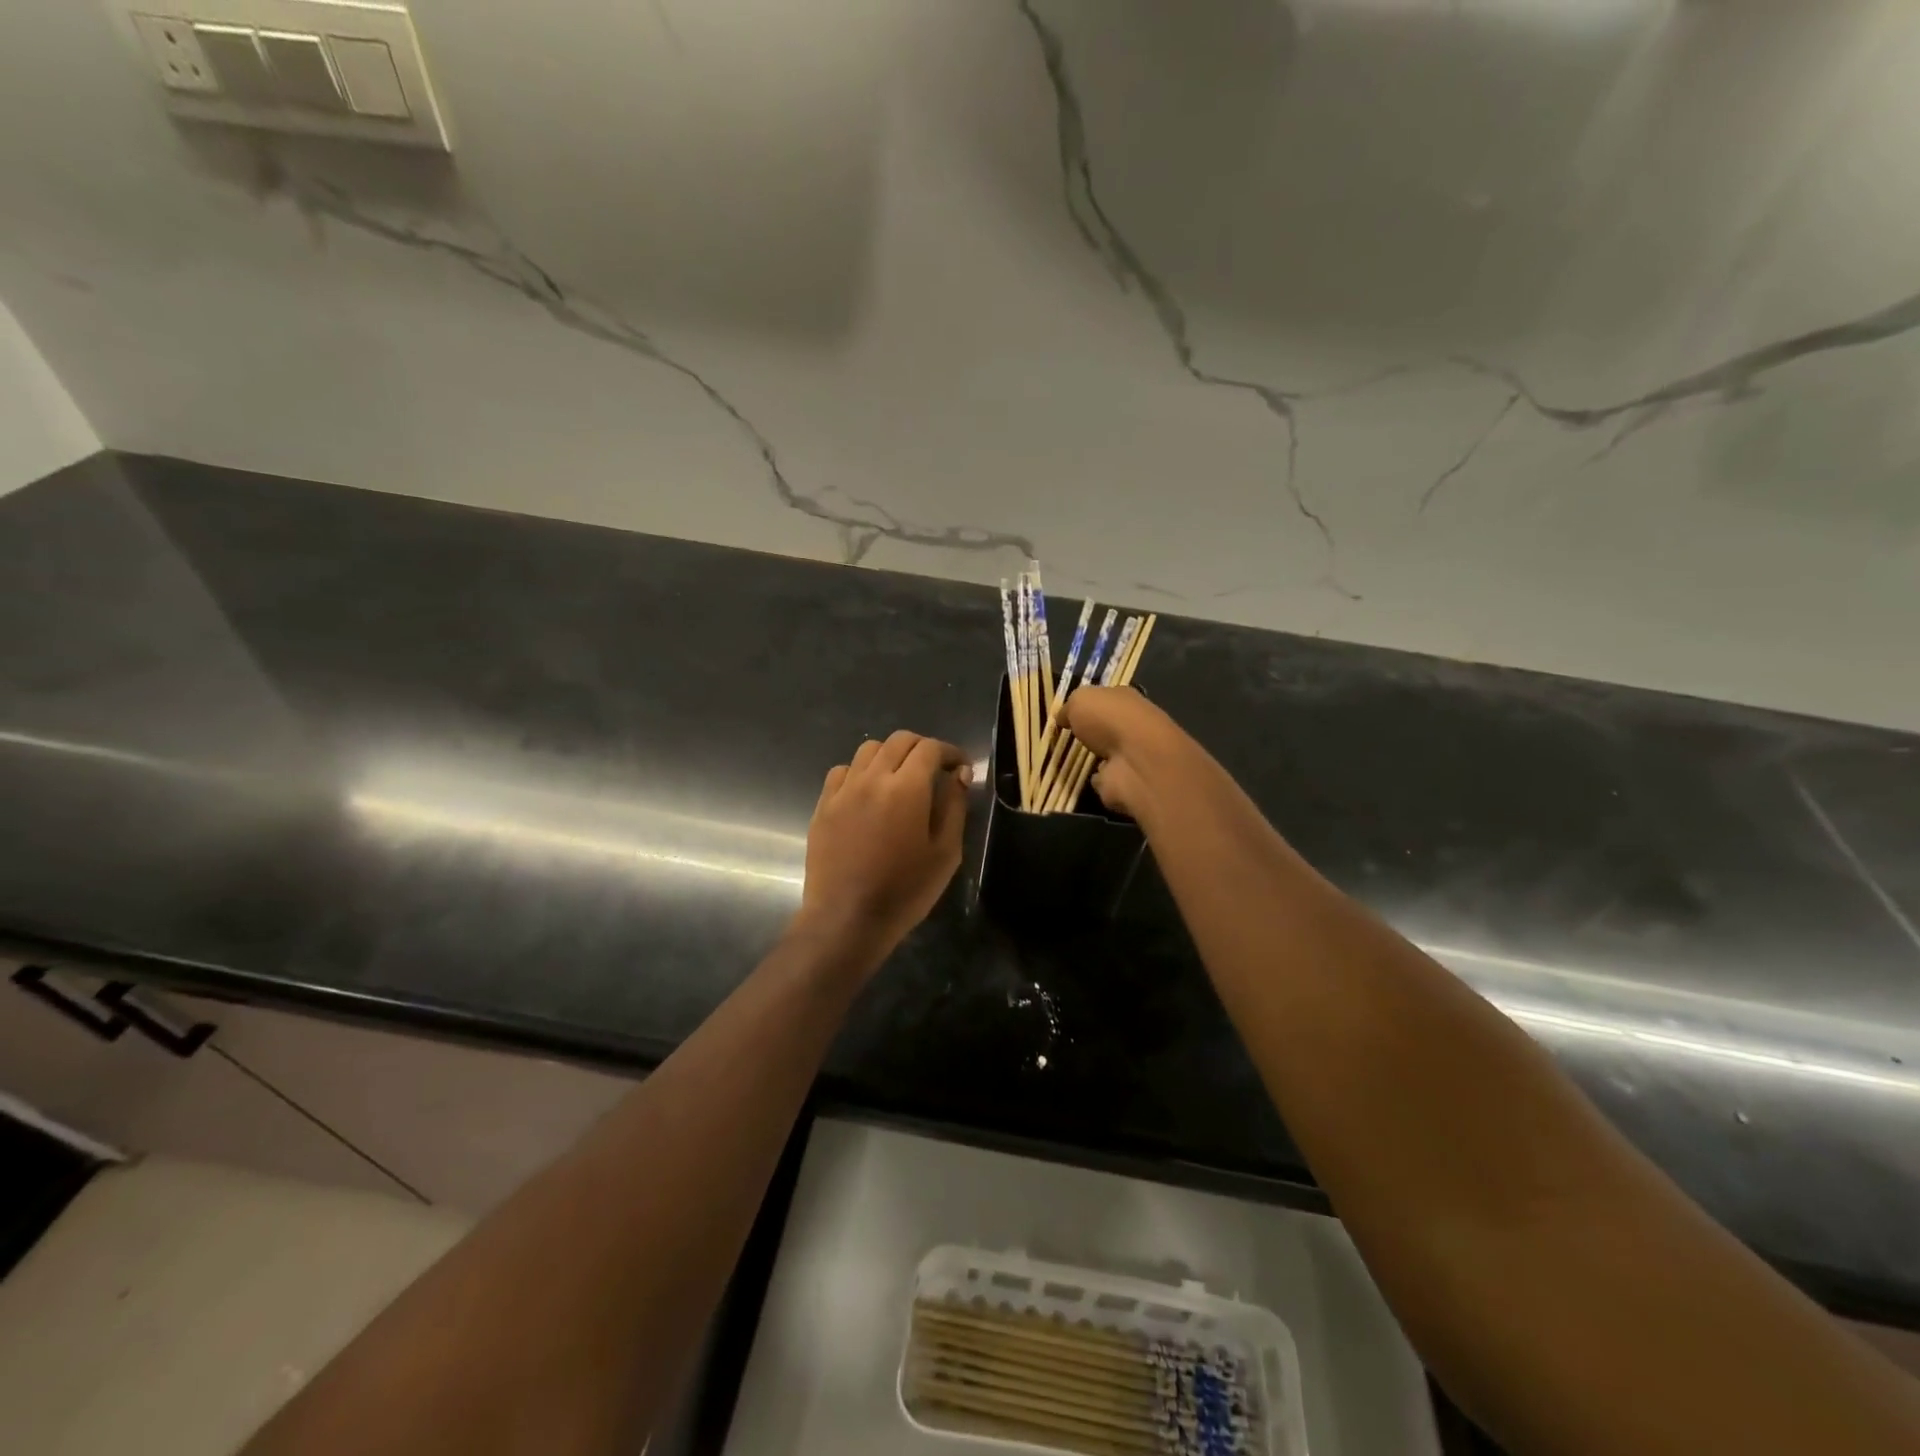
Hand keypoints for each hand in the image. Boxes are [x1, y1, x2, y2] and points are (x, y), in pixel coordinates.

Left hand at [795, 730, 971, 966]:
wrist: (847, 919)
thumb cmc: (905, 890)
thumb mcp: (945, 853)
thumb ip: (954, 806)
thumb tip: (959, 775)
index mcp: (906, 788)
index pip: (930, 748)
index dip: (950, 752)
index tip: (961, 768)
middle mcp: (872, 778)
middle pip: (899, 740)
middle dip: (923, 748)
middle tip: (936, 770)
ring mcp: (843, 790)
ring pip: (868, 750)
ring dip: (891, 755)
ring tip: (901, 778)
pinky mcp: (823, 806)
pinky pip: (842, 772)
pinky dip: (860, 772)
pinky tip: (868, 793)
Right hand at [1061, 686, 1186, 820]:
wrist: (1136, 761)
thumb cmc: (1109, 720)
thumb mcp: (1080, 700)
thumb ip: (1069, 707)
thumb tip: (1063, 717)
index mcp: (1125, 699)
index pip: (1105, 699)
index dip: (1086, 706)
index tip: (1065, 716)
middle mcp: (1132, 725)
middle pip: (1106, 727)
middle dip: (1089, 734)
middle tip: (1063, 739)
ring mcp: (1131, 756)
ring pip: (1105, 754)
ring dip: (1091, 758)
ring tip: (1065, 761)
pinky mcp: (1127, 782)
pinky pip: (1105, 779)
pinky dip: (1096, 779)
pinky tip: (1079, 780)